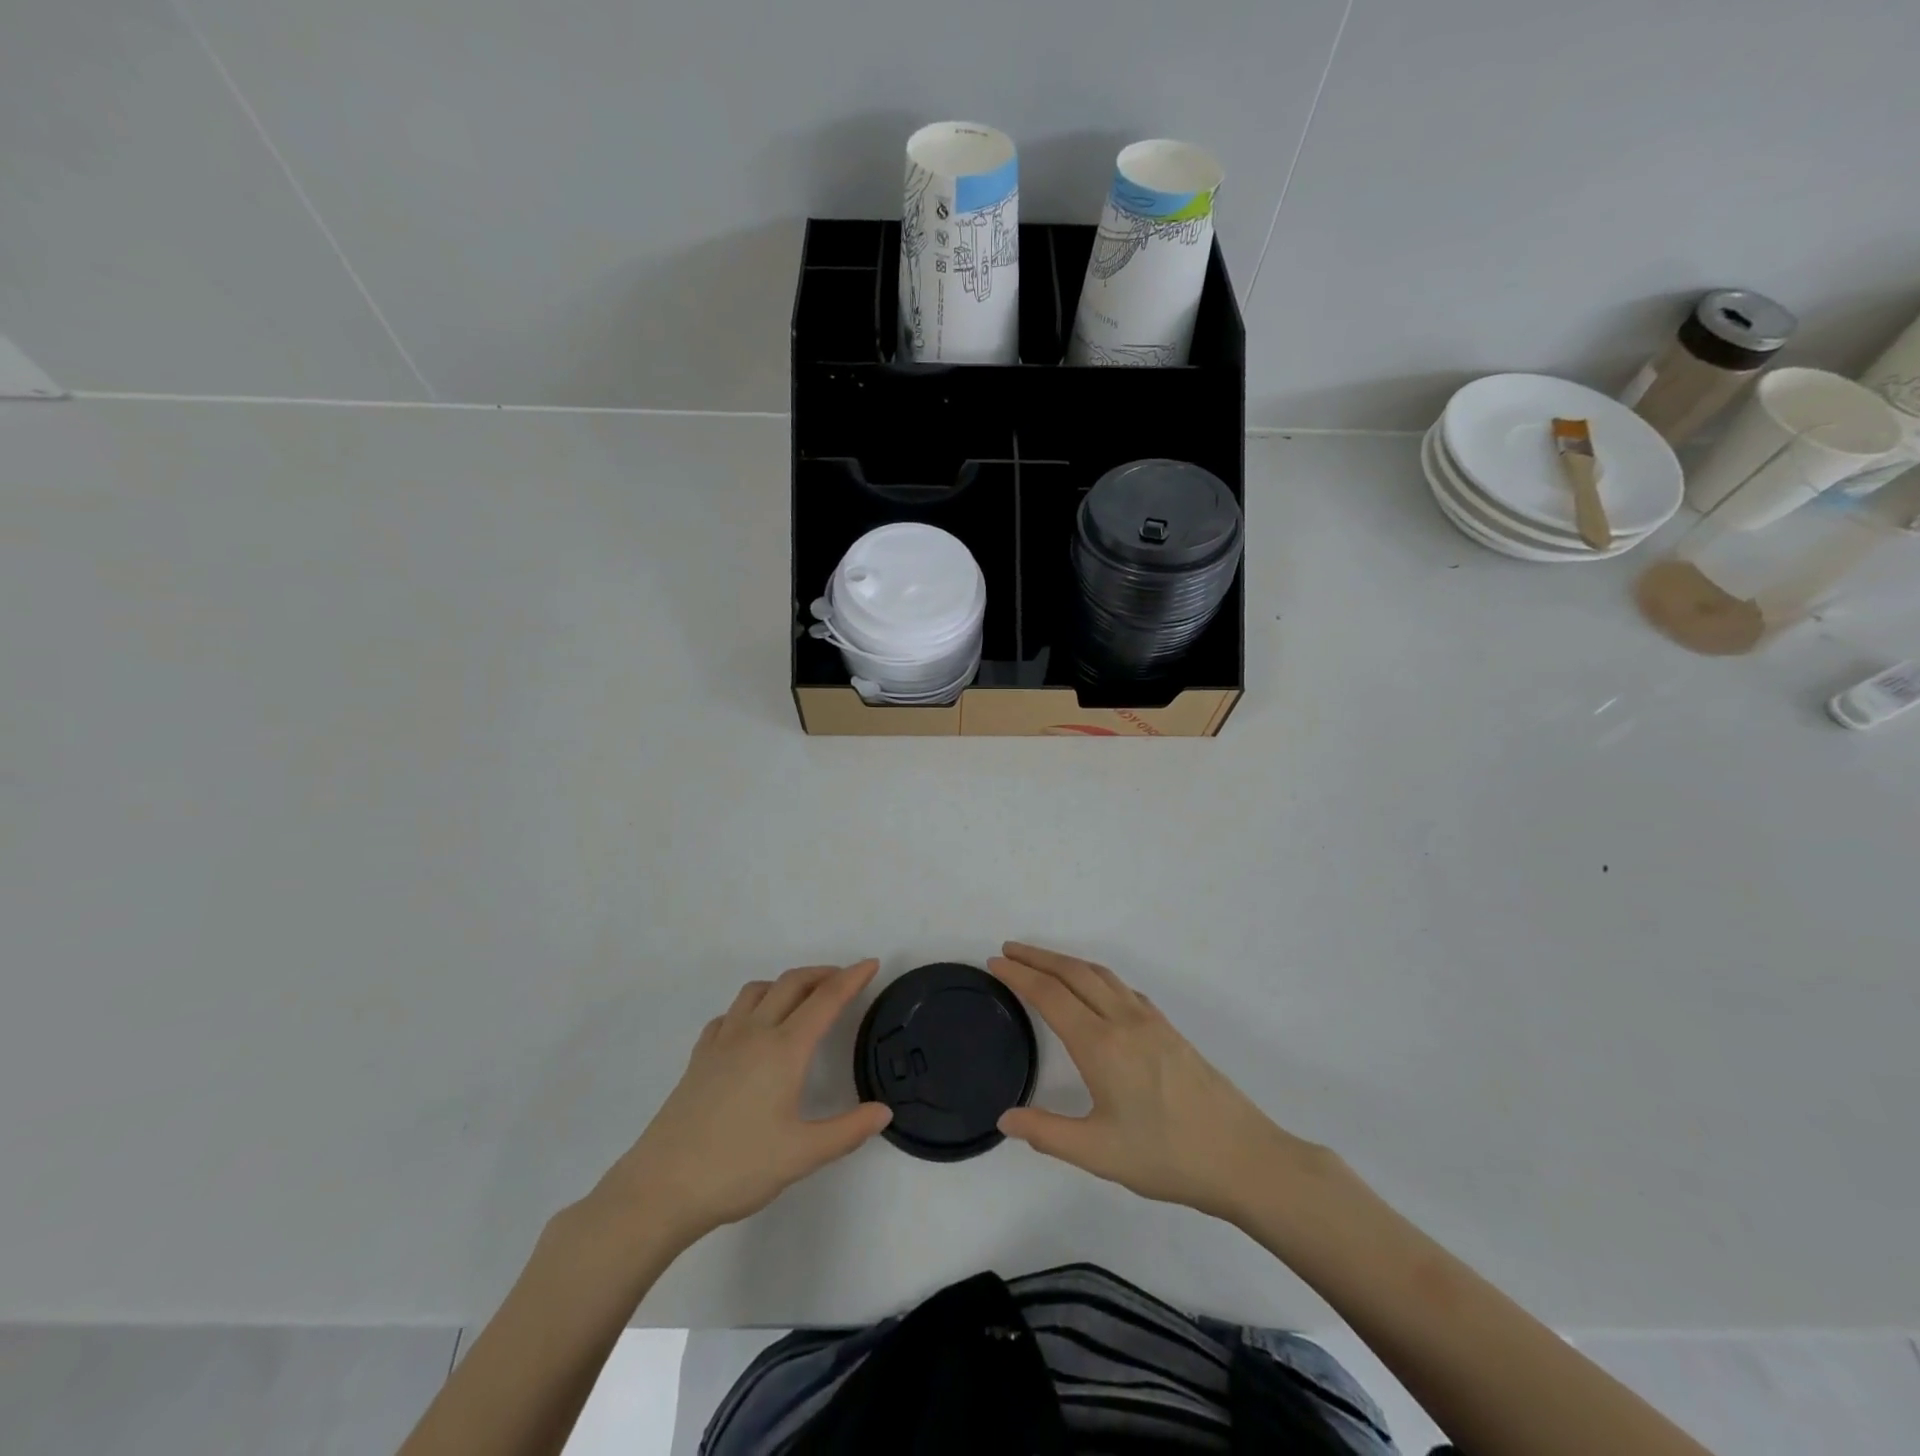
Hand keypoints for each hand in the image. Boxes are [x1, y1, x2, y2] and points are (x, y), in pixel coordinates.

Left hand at [584, 961, 890, 1250]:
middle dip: (822, 974)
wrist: (661, 1188)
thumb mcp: (802, 1155)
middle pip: (792, 983)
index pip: (826, 1000)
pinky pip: (729, 1015)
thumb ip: (848, 1131)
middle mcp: (754, 1033)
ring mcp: (722, 1042)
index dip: (851, 978)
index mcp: (784, 1049)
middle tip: (844, 979)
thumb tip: (883, 1112)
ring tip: (801, 998)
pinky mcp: (699, 1058)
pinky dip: (750, 1006)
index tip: (871, 964)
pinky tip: (751, 1028)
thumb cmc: (737, 1168)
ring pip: (757, 991)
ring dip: (785, 984)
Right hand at [990, 942, 1322, 1222]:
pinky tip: (1096, 990)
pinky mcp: (1169, 1029)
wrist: (1242, 1156)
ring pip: (1100, 975)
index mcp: (1101, 1044)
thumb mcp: (1098, 1153)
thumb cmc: (1167, 1156)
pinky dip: (1097, 976)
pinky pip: (1123, 988)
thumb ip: (1047, 1133)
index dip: (1019, 976)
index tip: (995, 962)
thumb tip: (1004, 1119)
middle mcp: (1123, 1020)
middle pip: (1073, 973)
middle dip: (1038, 957)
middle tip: (1009, 949)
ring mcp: (1150, 1021)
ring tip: (1043, 962)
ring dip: (1067, 961)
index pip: (1050, 996)